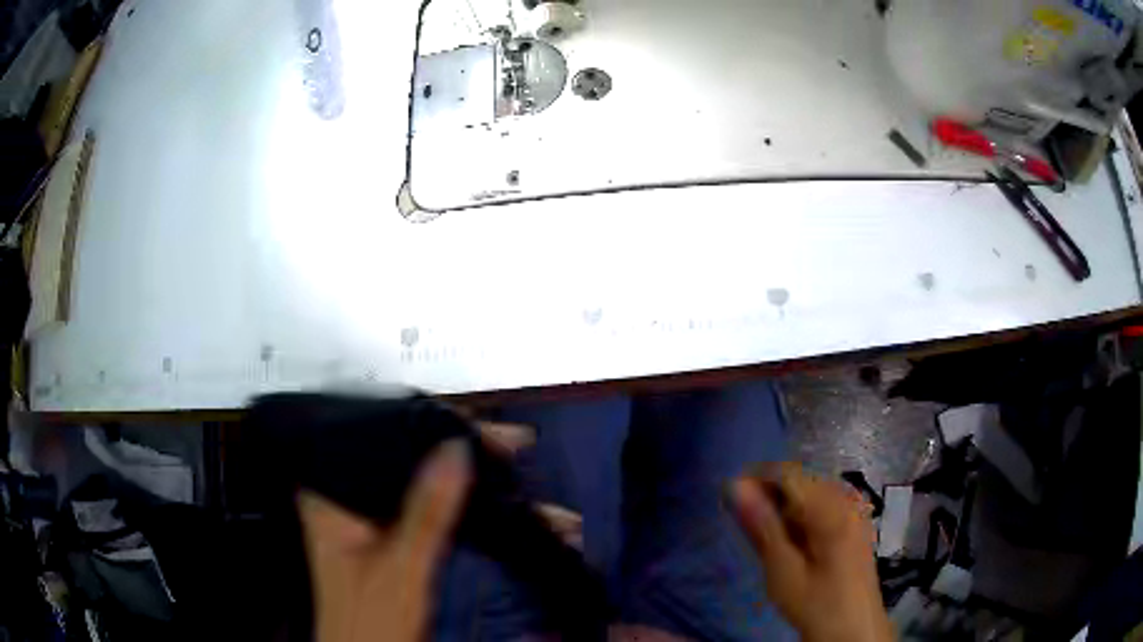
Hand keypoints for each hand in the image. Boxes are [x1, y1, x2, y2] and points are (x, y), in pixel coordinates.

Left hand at [298, 418, 581, 641]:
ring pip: (423, 481)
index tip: (487, 433)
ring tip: (519, 480)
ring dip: (473, 482)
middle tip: (515, 448)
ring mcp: (371, 517)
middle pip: (406, 455)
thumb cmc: (369, 620)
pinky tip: (499, 509)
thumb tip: (457, 448)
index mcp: (331, 492)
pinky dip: (466, 507)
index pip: (381, 435)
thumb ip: (426, 511)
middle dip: (466, 453)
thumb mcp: (400, 567)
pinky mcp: (391, 536)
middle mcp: (349, 496)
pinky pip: (430, 507)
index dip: (436, 425)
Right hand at [730, 463, 892, 641]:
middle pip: (802, 481)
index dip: (757, 479)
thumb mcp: (783, 570)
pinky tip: (792, 541)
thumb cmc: (815, 603)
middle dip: (771, 494)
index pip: (789, 474)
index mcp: (831, 509)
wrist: (853, 630)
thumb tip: (736, 486)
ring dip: (785, 507)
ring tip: (764, 535)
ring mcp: (854, 512)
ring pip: (812, 493)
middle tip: (744, 522)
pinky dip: (802, 517)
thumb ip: (762, 527)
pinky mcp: (855, 526)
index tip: (730, 497)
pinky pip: (824, 506)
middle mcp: (847, 501)